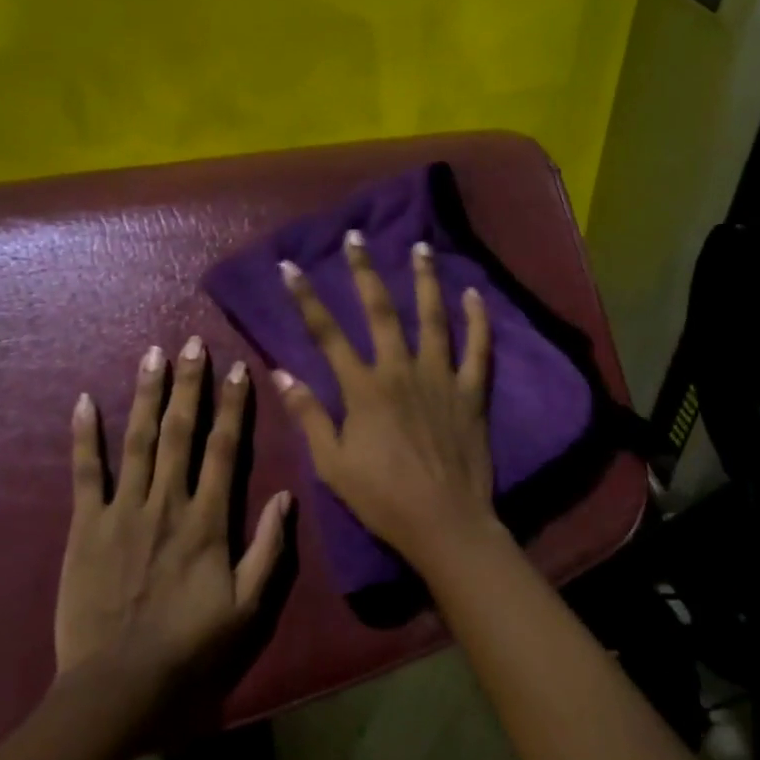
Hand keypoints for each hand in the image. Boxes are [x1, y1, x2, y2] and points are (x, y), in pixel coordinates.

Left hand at [56, 339, 288, 714]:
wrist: (117, 686)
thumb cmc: (189, 646)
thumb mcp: (247, 607)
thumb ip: (268, 549)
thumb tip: (286, 496)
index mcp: (208, 520)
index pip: (225, 449)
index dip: (234, 406)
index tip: (238, 369)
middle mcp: (167, 502)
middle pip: (180, 431)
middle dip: (189, 384)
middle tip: (192, 343)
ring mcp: (123, 511)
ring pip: (137, 440)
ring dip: (146, 394)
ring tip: (152, 355)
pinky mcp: (86, 526)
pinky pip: (85, 473)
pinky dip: (84, 436)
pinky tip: (83, 400)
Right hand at [272, 230, 499, 572]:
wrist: (444, 523)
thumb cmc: (382, 498)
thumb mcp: (333, 464)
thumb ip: (309, 416)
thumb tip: (281, 374)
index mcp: (363, 389)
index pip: (327, 334)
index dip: (306, 298)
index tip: (291, 267)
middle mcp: (400, 370)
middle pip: (380, 311)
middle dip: (364, 271)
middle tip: (356, 237)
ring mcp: (440, 377)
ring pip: (432, 317)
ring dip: (424, 280)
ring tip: (420, 247)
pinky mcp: (471, 391)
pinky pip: (478, 348)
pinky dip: (477, 319)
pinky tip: (474, 294)